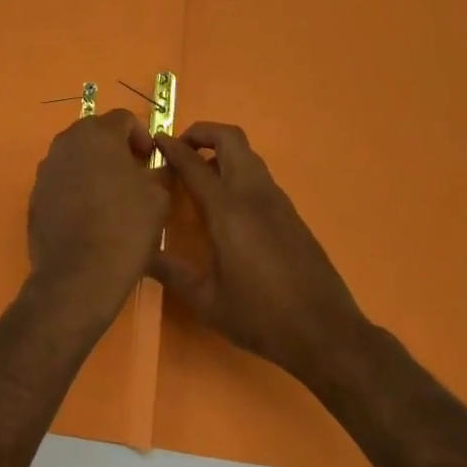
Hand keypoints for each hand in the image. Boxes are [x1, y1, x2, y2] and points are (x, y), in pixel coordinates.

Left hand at [27, 109, 168, 317]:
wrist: (78, 274)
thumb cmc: (125, 227)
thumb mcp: (158, 196)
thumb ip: (157, 170)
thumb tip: (153, 165)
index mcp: (98, 133)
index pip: (124, 118)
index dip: (141, 136)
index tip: (150, 161)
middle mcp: (66, 141)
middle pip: (96, 133)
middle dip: (115, 149)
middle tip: (133, 176)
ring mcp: (46, 167)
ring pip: (76, 155)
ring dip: (94, 167)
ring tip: (110, 197)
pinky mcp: (35, 193)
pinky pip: (61, 179)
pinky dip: (76, 187)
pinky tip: (88, 215)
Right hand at [151, 122, 366, 383]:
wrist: (327, 333)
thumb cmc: (261, 317)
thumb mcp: (206, 301)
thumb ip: (170, 272)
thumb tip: (139, 253)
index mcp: (228, 209)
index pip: (193, 162)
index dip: (171, 147)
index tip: (154, 141)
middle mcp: (253, 193)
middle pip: (229, 137)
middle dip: (201, 133)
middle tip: (180, 151)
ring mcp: (277, 200)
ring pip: (247, 154)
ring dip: (221, 151)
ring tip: (199, 177)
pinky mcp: (290, 212)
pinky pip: (259, 175)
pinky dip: (237, 171)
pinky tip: (226, 205)